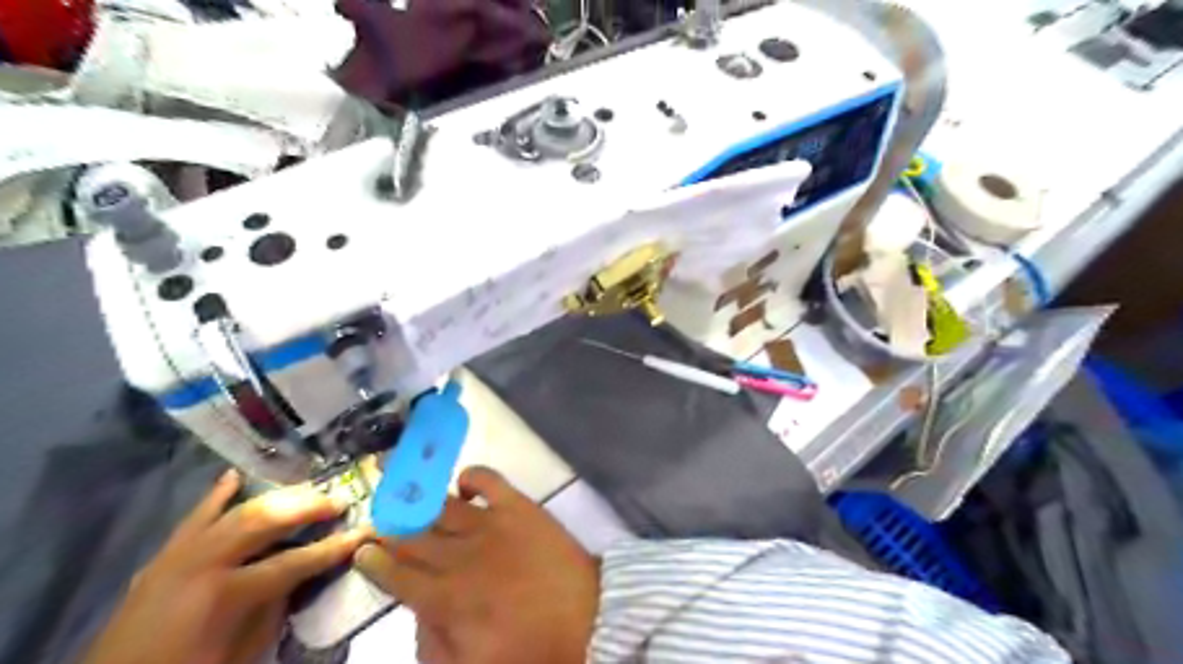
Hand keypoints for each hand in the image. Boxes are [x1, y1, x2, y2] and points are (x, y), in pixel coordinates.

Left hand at [84, 471, 367, 663]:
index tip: (365, 531)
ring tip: (306, 493)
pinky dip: (216, 496)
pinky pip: (194, 516)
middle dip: (308, 507)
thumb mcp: (246, 648)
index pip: (295, 561)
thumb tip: (304, 572)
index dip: (334, 546)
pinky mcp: (164, 556)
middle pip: (267, 519)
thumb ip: (276, 605)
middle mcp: (203, 563)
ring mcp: (179, 554)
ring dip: (277, 499)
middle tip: (338, 502)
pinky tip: (234, 476)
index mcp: (226, 593)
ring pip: (237, 510)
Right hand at [355, 467, 600, 663]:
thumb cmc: (532, 649)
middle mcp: (459, 556)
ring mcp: (488, 525)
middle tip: (377, 516)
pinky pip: (487, 479)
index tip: (362, 550)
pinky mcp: (517, 506)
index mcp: (445, 599)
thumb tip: (419, 614)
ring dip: (418, 497)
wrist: (588, 618)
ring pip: (441, 505)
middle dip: (389, 525)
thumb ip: (435, 645)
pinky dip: (471, 476)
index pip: (396, 576)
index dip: (374, 562)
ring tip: (403, 487)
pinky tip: (464, 484)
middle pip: (412, 536)